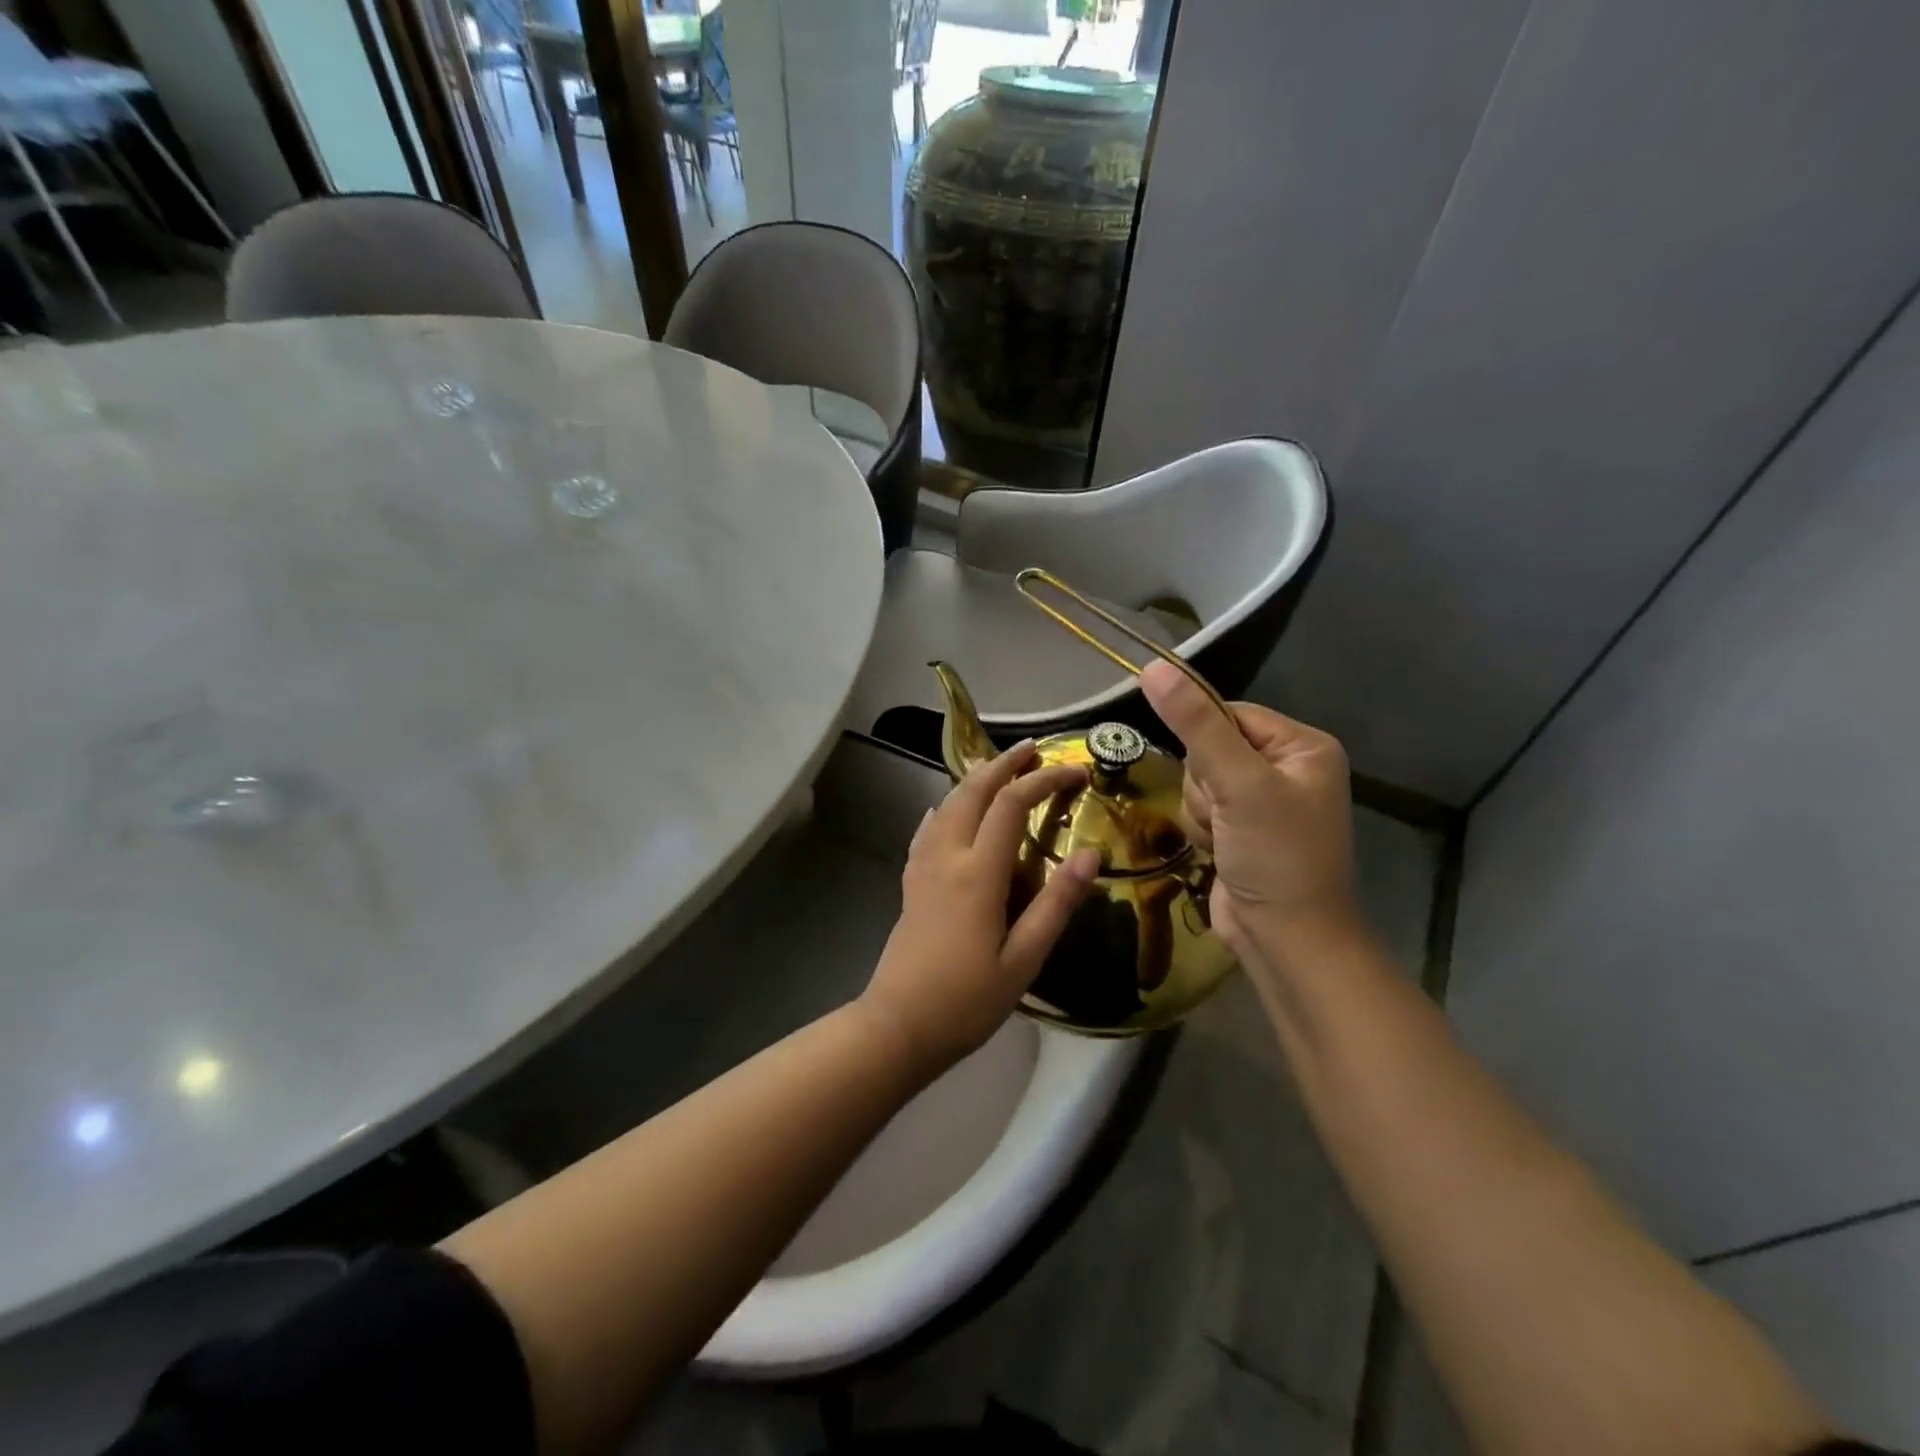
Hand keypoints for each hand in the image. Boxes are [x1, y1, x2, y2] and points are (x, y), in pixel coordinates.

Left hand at [859, 741, 1099, 1077]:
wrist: (898, 1025)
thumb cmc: (967, 1000)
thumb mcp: (1024, 959)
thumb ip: (1057, 904)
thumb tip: (1091, 855)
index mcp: (978, 872)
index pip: (1012, 804)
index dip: (1044, 780)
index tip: (1076, 771)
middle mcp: (947, 856)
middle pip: (972, 791)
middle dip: (1004, 764)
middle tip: (1033, 748)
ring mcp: (923, 867)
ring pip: (947, 804)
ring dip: (975, 779)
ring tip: (1000, 770)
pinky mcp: (911, 882)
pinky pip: (928, 828)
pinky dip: (945, 807)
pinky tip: (946, 809)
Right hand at [1139, 660, 1357, 957]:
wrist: (1285, 939)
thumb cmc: (1276, 855)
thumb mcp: (1238, 783)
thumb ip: (1194, 724)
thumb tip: (1153, 667)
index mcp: (1302, 746)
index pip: (1228, 713)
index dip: (1205, 740)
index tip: (1214, 776)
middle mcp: (1285, 768)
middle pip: (1208, 748)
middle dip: (1205, 785)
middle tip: (1227, 816)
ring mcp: (1261, 802)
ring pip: (1197, 781)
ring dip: (1200, 812)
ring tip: (1224, 840)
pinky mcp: (1240, 830)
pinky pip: (1199, 809)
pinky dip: (1200, 830)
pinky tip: (1218, 852)